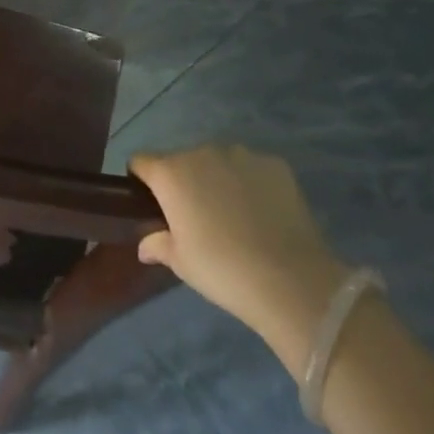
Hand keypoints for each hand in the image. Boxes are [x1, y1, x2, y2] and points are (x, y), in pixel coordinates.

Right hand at [130, 145, 346, 369]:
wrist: (292, 281)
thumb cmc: (223, 270)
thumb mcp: (181, 263)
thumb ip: (157, 244)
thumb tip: (145, 245)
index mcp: (171, 173)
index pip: (141, 161)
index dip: (142, 180)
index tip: (153, 205)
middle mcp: (201, 152)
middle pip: (181, 160)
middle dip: (185, 182)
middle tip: (198, 218)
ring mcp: (240, 154)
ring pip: (217, 161)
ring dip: (217, 179)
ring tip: (235, 216)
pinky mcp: (274, 163)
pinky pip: (251, 168)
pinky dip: (250, 184)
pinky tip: (263, 214)